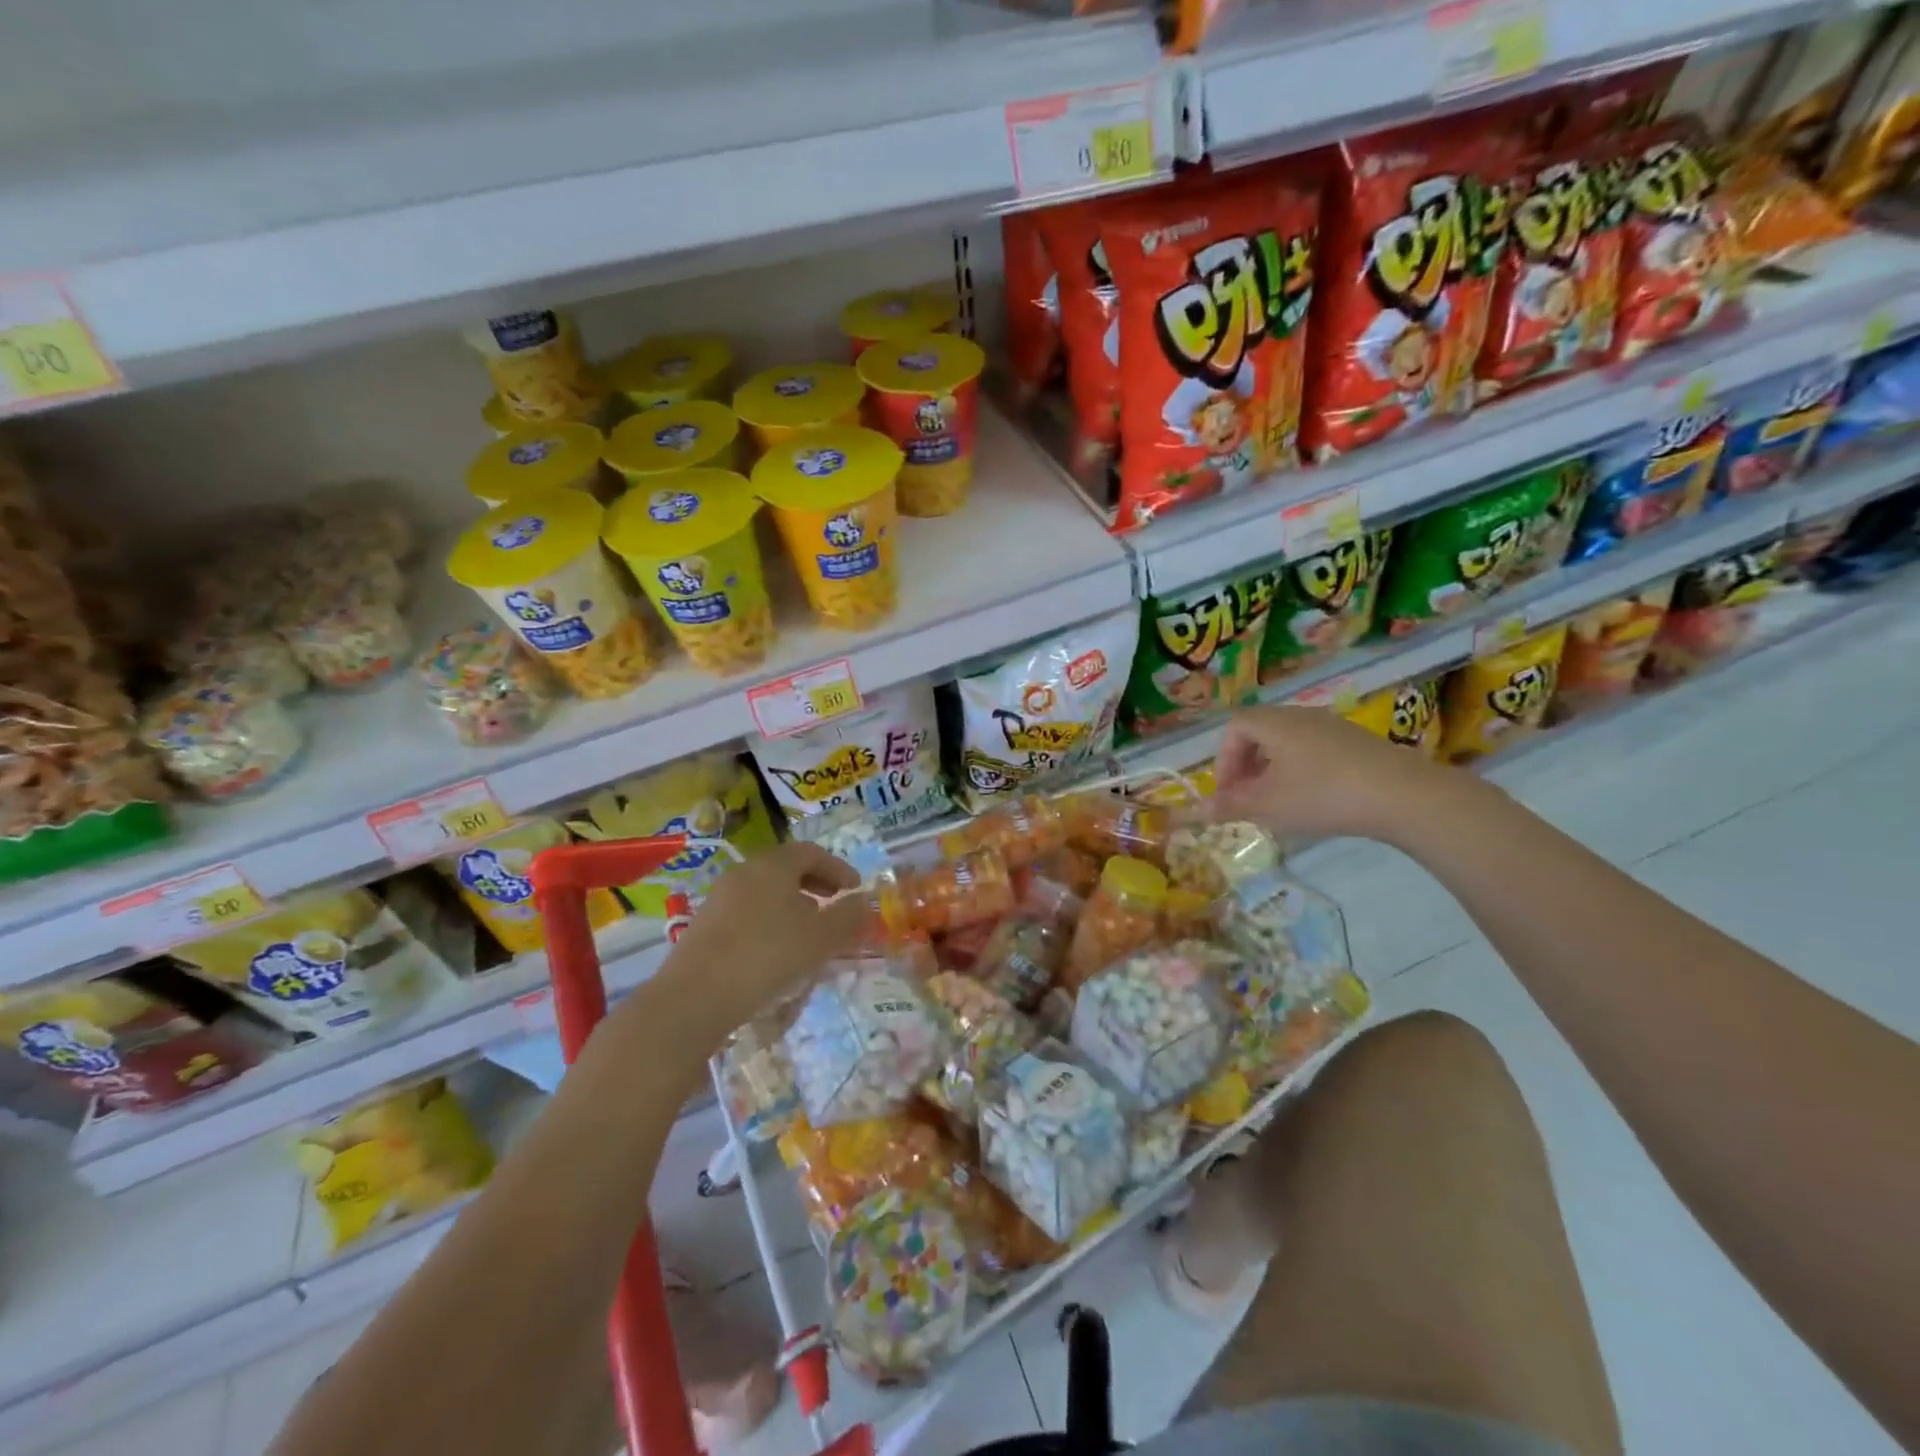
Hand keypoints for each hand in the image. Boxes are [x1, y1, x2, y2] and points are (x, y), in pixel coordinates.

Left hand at [657, 842, 871, 1028]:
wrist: (693, 998)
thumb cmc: (766, 956)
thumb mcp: (820, 938)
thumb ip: (848, 917)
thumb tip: (864, 901)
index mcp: (773, 865)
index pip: (812, 852)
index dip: (838, 868)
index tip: (855, 890)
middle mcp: (744, 872)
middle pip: (786, 868)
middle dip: (816, 885)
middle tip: (835, 905)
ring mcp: (720, 898)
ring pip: (766, 891)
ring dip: (793, 905)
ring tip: (809, 933)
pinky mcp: (705, 926)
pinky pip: (748, 912)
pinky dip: (770, 922)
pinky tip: (776, 953)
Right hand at [1207, 705, 1466, 844]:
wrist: (1403, 795)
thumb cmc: (1322, 794)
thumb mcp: (1268, 805)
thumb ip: (1230, 806)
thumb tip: (1196, 811)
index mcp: (1275, 723)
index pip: (1234, 728)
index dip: (1224, 760)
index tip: (1228, 793)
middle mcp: (1301, 715)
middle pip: (1260, 733)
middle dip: (1246, 766)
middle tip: (1248, 798)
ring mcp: (1333, 726)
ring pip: (1288, 743)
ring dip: (1273, 770)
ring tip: (1279, 802)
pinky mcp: (1358, 743)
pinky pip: (1315, 750)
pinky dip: (1301, 771)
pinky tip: (1314, 800)